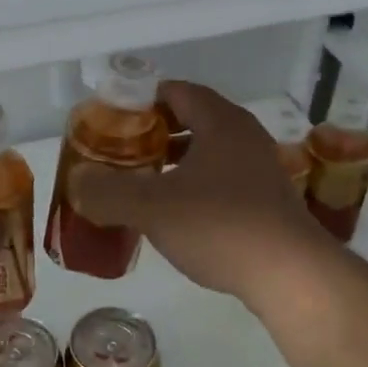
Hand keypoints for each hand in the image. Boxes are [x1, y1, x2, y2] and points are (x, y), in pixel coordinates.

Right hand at [69, 82, 327, 300]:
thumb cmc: (219, 226)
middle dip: (155, 133)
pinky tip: (177, 213)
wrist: (290, 275)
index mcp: (220, 122)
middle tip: (123, 151)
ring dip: (176, 162)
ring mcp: (261, 169)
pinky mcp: (268, 202)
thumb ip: (107, 191)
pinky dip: (196, 185)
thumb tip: (77, 182)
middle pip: (193, 119)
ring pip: (209, 152)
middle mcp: (245, 137)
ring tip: (143, 181)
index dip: (142, 100)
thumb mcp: (151, 207)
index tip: (113, 120)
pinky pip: (223, 179)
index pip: (177, 92)